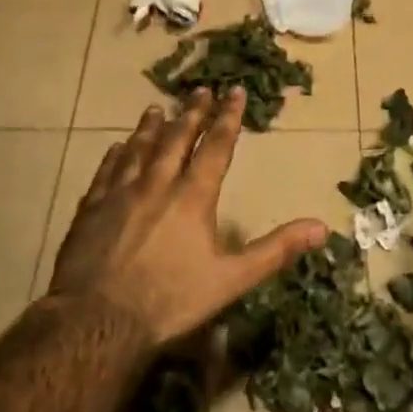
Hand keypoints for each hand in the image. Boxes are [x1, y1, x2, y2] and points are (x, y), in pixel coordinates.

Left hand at [46, 87, 327, 348]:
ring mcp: (119, 194)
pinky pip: (106, 172)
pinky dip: (115, 156)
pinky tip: (116, 147)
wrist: (97, 321)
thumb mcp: (232, 279)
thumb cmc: (170, 301)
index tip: (234, 91)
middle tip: (199, 90)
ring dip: (151, 127)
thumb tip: (322, 227)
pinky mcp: (90, 209)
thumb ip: (276, 250)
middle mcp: (157, 185)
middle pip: (177, 139)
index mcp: (193, 197)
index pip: (216, 147)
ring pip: (139, 149)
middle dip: (191, 113)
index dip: (228, 117)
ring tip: (157, 108)